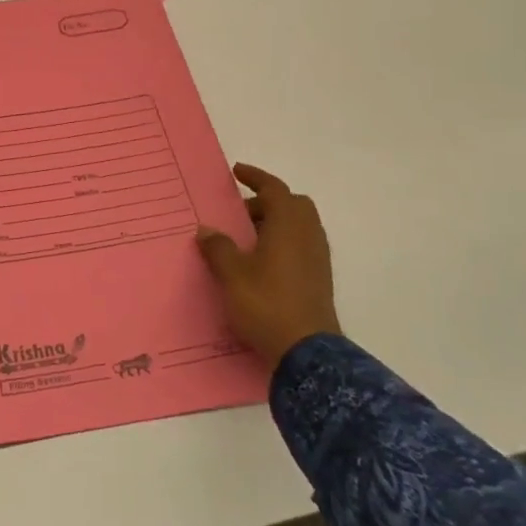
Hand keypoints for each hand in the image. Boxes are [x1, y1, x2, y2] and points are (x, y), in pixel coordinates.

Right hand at [196, 163, 341, 377]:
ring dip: (275, 224)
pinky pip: (301, 246)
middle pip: (292, 205)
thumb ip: (218, 247)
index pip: (275, 189)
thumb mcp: (231, 274)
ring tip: (245, 240)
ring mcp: (317, 258)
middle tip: (240, 214)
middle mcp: (308, 236)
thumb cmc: (266, 303)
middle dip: (267, 202)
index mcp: (289, 225)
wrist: (307, 353)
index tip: (237, 172)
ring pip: (299, 227)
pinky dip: (282, 242)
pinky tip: (260, 262)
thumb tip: (206, 230)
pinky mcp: (319, 279)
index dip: (256, 177)